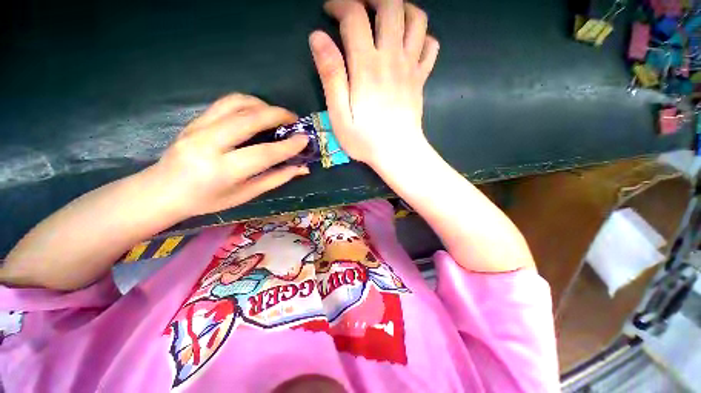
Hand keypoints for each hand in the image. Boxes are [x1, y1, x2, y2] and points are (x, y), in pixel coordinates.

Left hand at [147, 93, 309, 216]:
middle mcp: (209, 145)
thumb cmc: (208, 200)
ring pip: (237, 103)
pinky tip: (258, 112)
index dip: (288, 146)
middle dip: (278, 115)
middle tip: (295, 120)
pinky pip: (226, 103)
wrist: (163, 190)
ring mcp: (198, 128)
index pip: (263, 154)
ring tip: (278, 115)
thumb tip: (302, 168)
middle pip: (249, 120)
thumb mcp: (246, 195)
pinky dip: (248, 103)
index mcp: (222, 171)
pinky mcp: (195, 120)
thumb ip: (276, 179)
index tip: (305, 139)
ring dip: (263, 105)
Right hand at [309, 0, 438, 167]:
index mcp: (367, 66)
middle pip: (390, 6)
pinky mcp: (421, 79)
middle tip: (359, 6)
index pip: (354, 16)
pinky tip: (410, 43)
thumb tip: (318, 38)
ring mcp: (411, 67)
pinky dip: (423, 36)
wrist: (398, 154)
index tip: (329, 11)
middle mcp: (392, 58)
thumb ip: (331, 76)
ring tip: (387, 16)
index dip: (340, 5)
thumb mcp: (339, 115)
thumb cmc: (366, 140)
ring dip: (402, 8)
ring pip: (416, 19)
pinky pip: (431, 46)